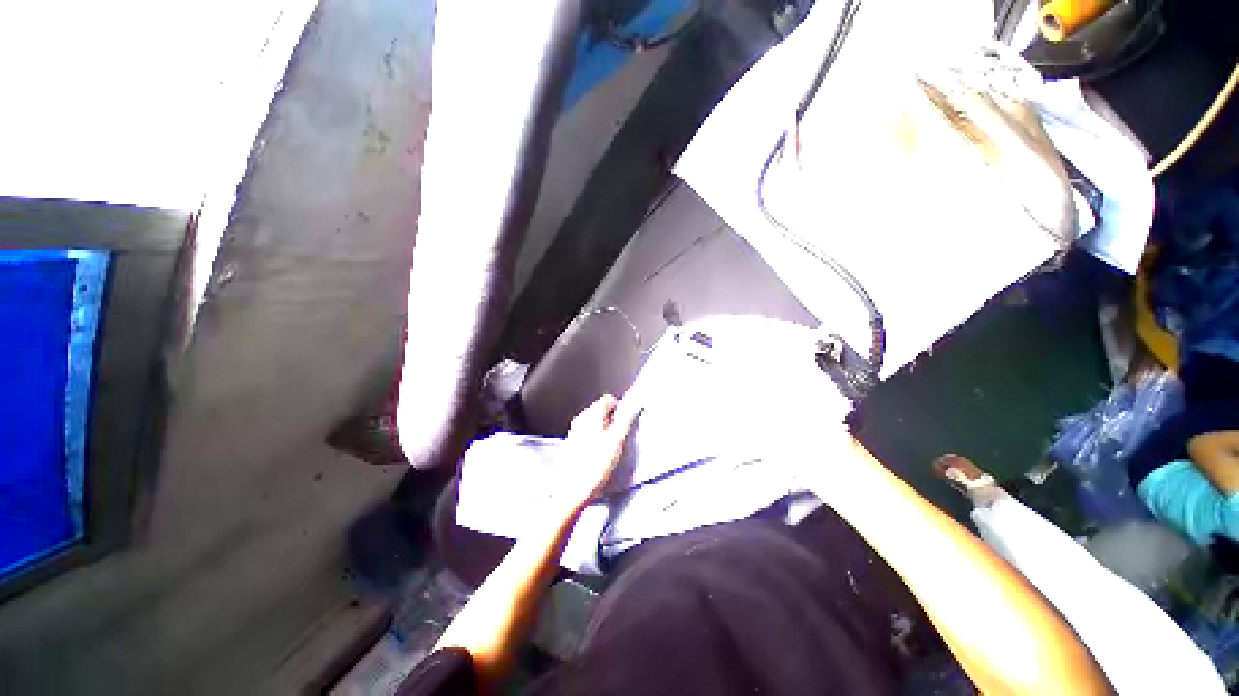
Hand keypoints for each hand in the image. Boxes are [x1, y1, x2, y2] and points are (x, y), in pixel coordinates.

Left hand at [558, 395, 639, 510]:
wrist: (572, 490)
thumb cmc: (596, 464)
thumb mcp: (617, 440)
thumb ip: (626, 419)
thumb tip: (635, 404)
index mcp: (591, 414)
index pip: (609, 400)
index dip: (620, 410)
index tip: (625, 425)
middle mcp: (580, 419)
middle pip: (601, 411)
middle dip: (612, 422)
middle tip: (619, 439)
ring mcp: (573, 432)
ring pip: (594, 424)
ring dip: (604, 432)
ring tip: (609, 450)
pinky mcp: (570, 445)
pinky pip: (587, 435)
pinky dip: (594, 441)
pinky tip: (597, 457)